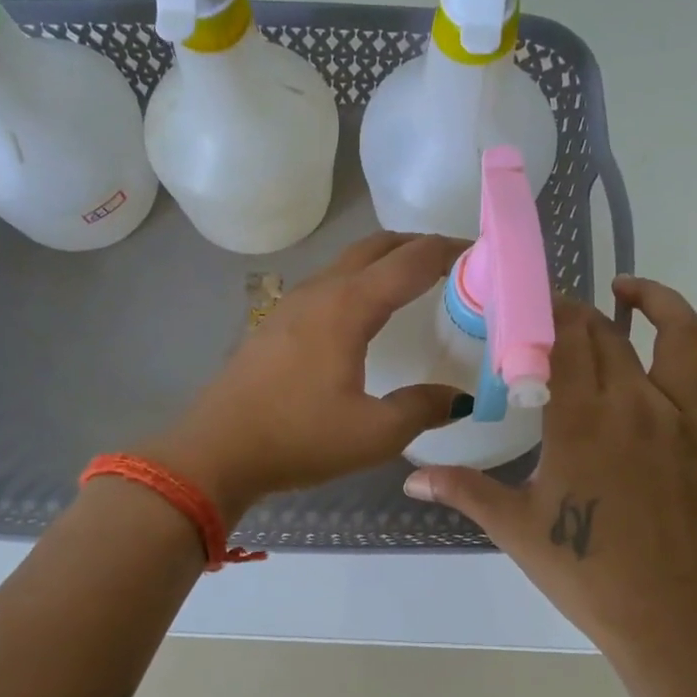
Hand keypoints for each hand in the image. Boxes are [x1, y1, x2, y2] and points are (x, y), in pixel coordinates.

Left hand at [145, 233, 470, 519]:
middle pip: (375, 247)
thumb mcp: (373, 434)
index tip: (480, 252)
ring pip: (347, 263)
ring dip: (383, 261)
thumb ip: (422, 409)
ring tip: (413, 284)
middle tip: (452, 262)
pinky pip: (327, 284)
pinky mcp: (274, 323)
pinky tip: (363, 316)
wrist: (215, 451)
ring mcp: (291, 304)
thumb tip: (459, 398)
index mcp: (348, 307)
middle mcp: (320, 291)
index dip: (448, 250)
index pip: (410, 261)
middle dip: (416, 245)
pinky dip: (358, 282)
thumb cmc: (297, 438)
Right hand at [402, 276, 696, 664]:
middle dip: (578, 312)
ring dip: (659, 302)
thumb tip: (411, 475)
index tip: (524, 304)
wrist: (661, 616)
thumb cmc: (581, 568)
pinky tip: (693, 371)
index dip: (543, 312)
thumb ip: (461, 489)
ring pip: (684, 337)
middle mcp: (635, 405)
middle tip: (554, 313)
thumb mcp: (512, 526)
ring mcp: (684, 421)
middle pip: (609, 333)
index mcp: (581, 419)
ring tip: (629, 293)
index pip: (562, 339)